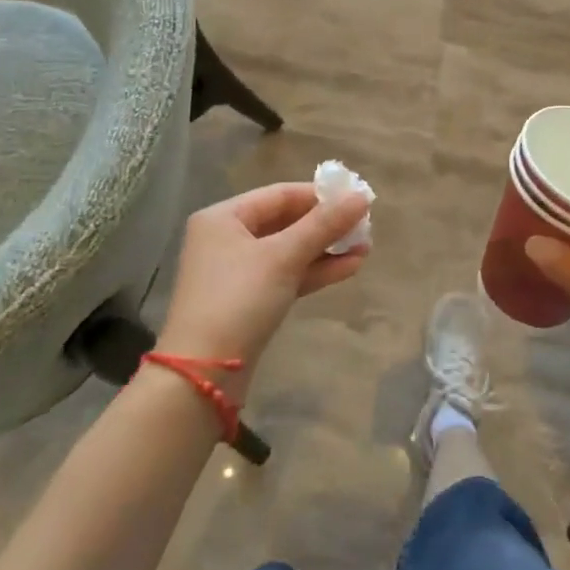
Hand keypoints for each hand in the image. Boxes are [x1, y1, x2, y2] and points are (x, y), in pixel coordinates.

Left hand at [155, 183, 369, 398]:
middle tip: (366, 226)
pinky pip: (286, 275)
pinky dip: (314, 271)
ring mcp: (237, 272)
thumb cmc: (238, 300)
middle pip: (285, 221)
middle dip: (326, 225)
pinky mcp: (248, 301)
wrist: (203, 375)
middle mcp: (226, 239)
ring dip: (326, 249)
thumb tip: (362, 197)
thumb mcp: (283, 257)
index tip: (358, 199)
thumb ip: (323, 225)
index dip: (320, 195)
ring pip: (289, 251)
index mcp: (223, 217)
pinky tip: (349, 268)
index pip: (280, 194)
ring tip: (366, 248)